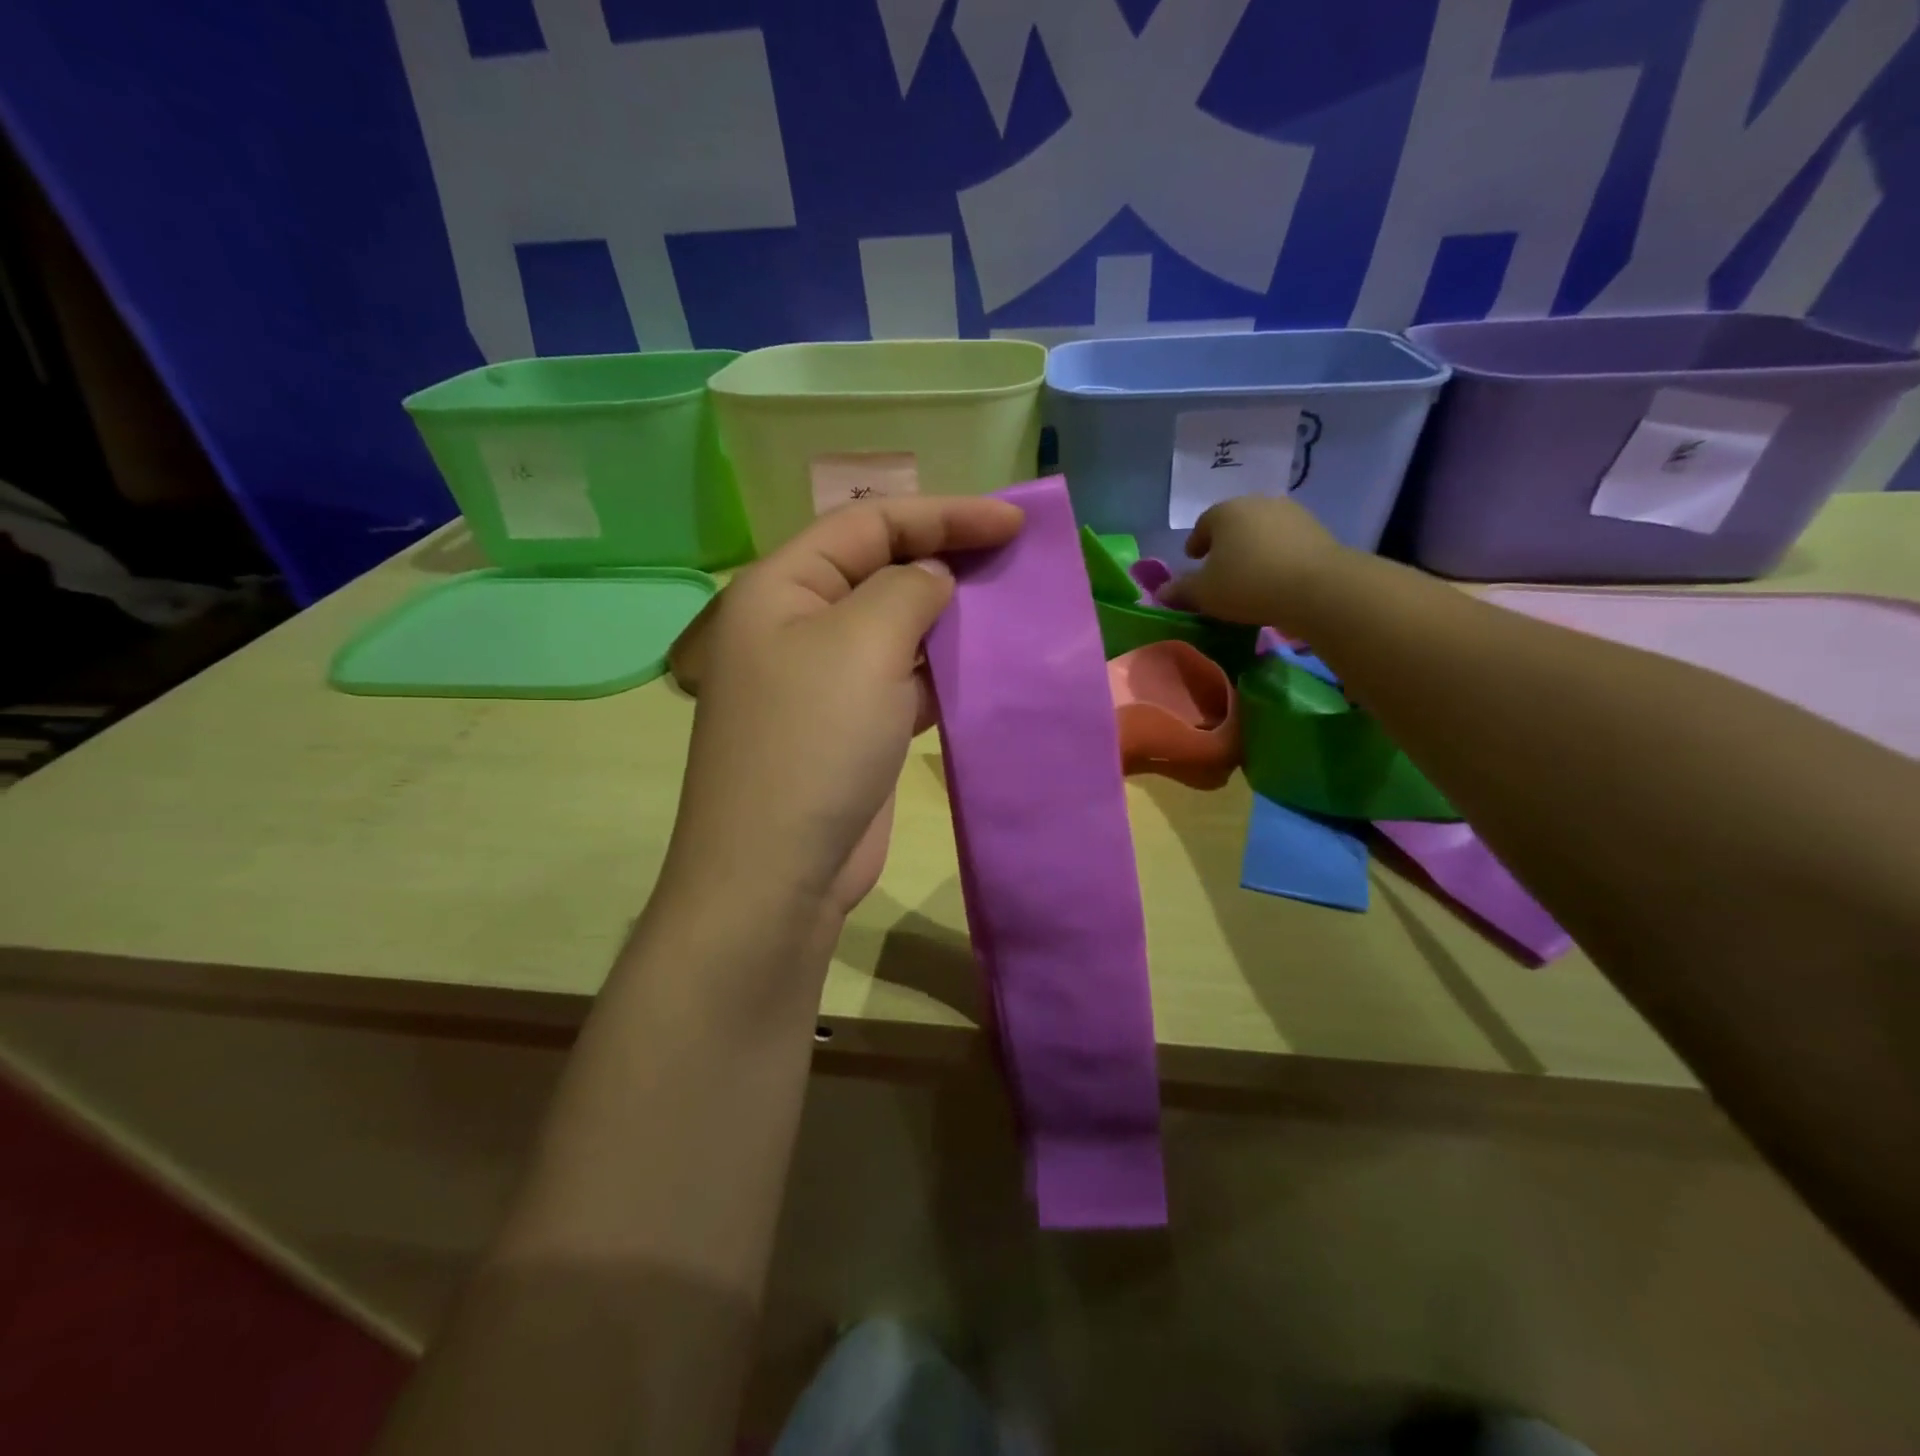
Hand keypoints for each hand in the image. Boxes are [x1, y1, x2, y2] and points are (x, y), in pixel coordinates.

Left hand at [664, 496, 1024, 928]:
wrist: (777, 872)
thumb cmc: (813, 743)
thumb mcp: (862, 644)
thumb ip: (907, 590)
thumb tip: (932, 580)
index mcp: (783, 587)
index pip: (869, 523)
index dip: (944, 514)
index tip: (1012, 523)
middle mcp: (798, 624)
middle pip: (882, 570)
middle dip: (948, 559)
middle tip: (1015, 559)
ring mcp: (824, 680)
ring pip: (897, 626)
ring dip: (950, 616)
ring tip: (1011, 607)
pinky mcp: (852, 726)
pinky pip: (904, 678)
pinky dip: (943, 668)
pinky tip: (985, 665)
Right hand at [1156, 496, 1348, 630]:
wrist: (1318, 587)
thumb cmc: (1248, 584)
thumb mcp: (1204, 593)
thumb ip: (1181, 590)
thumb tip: (1162, 592)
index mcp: (1225, 511)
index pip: (1203, 524)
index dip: (1196, 543)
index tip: (1193, 560)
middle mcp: (1258, 503)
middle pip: (1234, 523)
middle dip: (1225, 544)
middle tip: (1219, 569)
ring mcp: (1292, 513)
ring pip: (1262, 531)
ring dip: (1253, 549)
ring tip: (1249, 575)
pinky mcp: (1317, 530)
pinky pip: (1287, 542)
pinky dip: (1277, 555)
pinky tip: (1275, 577)